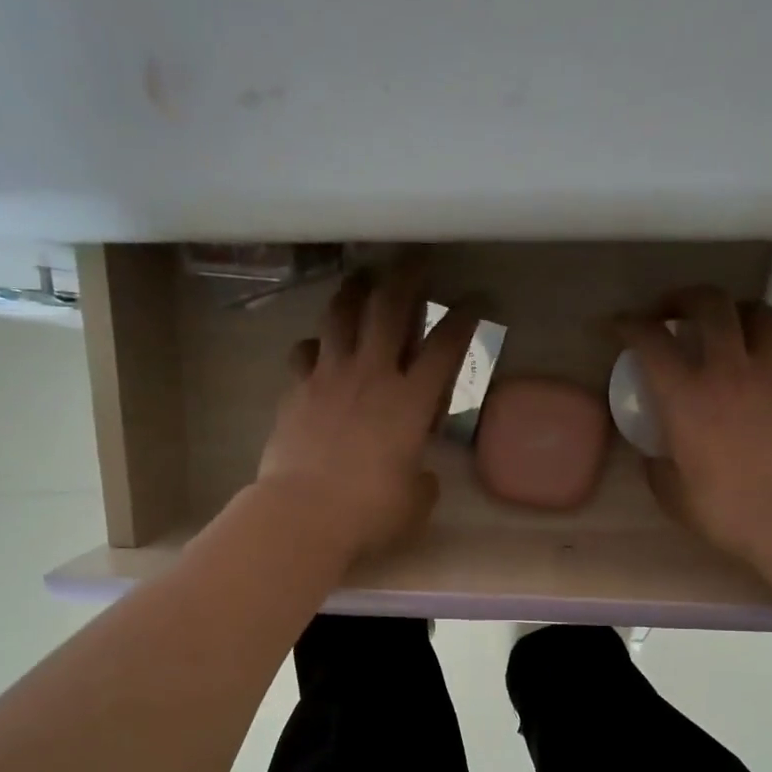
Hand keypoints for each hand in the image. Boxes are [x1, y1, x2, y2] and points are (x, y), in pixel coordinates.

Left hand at [258, 263, 480, 560]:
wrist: (302, 514)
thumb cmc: (368, 512)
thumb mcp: (414, 503)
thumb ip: (421, 480)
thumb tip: (417, 473)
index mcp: (410, 401)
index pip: (446, 347)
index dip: (465, 318)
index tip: (476, 300)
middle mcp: (371, 376)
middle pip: (389, 308)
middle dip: (407, 276)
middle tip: (414, 256)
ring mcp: (328, 378)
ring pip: (340, 316)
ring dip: (354, 293)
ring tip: (362, 282)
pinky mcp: (295, 391)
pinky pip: (304, 352)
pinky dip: (315, 345)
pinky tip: (319, 349)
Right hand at [618, 287, 771, 567]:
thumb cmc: (727, 512)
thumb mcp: (673, 496)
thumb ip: (658, 467)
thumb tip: (655, 454)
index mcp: (686, 398)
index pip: (651, 341)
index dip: (629, 324)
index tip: (617, 324)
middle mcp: (728, 371)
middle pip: (711, 304)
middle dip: (685, 297)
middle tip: (673, 311)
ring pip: (759, 313)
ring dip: (737, 312)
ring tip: (727, 329)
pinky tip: (770, 358)